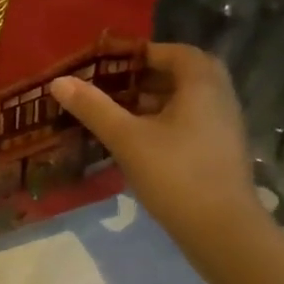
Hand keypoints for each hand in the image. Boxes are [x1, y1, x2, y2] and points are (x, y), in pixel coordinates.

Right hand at [50, 42, 264, 243]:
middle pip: (187, 75)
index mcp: (202, 87)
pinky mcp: (220, 153)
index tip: (114, 62)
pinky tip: (139, 140)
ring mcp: (224, 129)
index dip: (146, 52)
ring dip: (157, 99)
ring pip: (190, 100)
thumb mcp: (126, 138)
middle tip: (118, 84)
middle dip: (151, 75)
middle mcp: (220, 100)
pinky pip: (193, 122)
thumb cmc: (175, 174)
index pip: (179, 53)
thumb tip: (59, 82)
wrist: (221, 231)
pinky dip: (167, 121)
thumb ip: (93, 107)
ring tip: (120, 111)